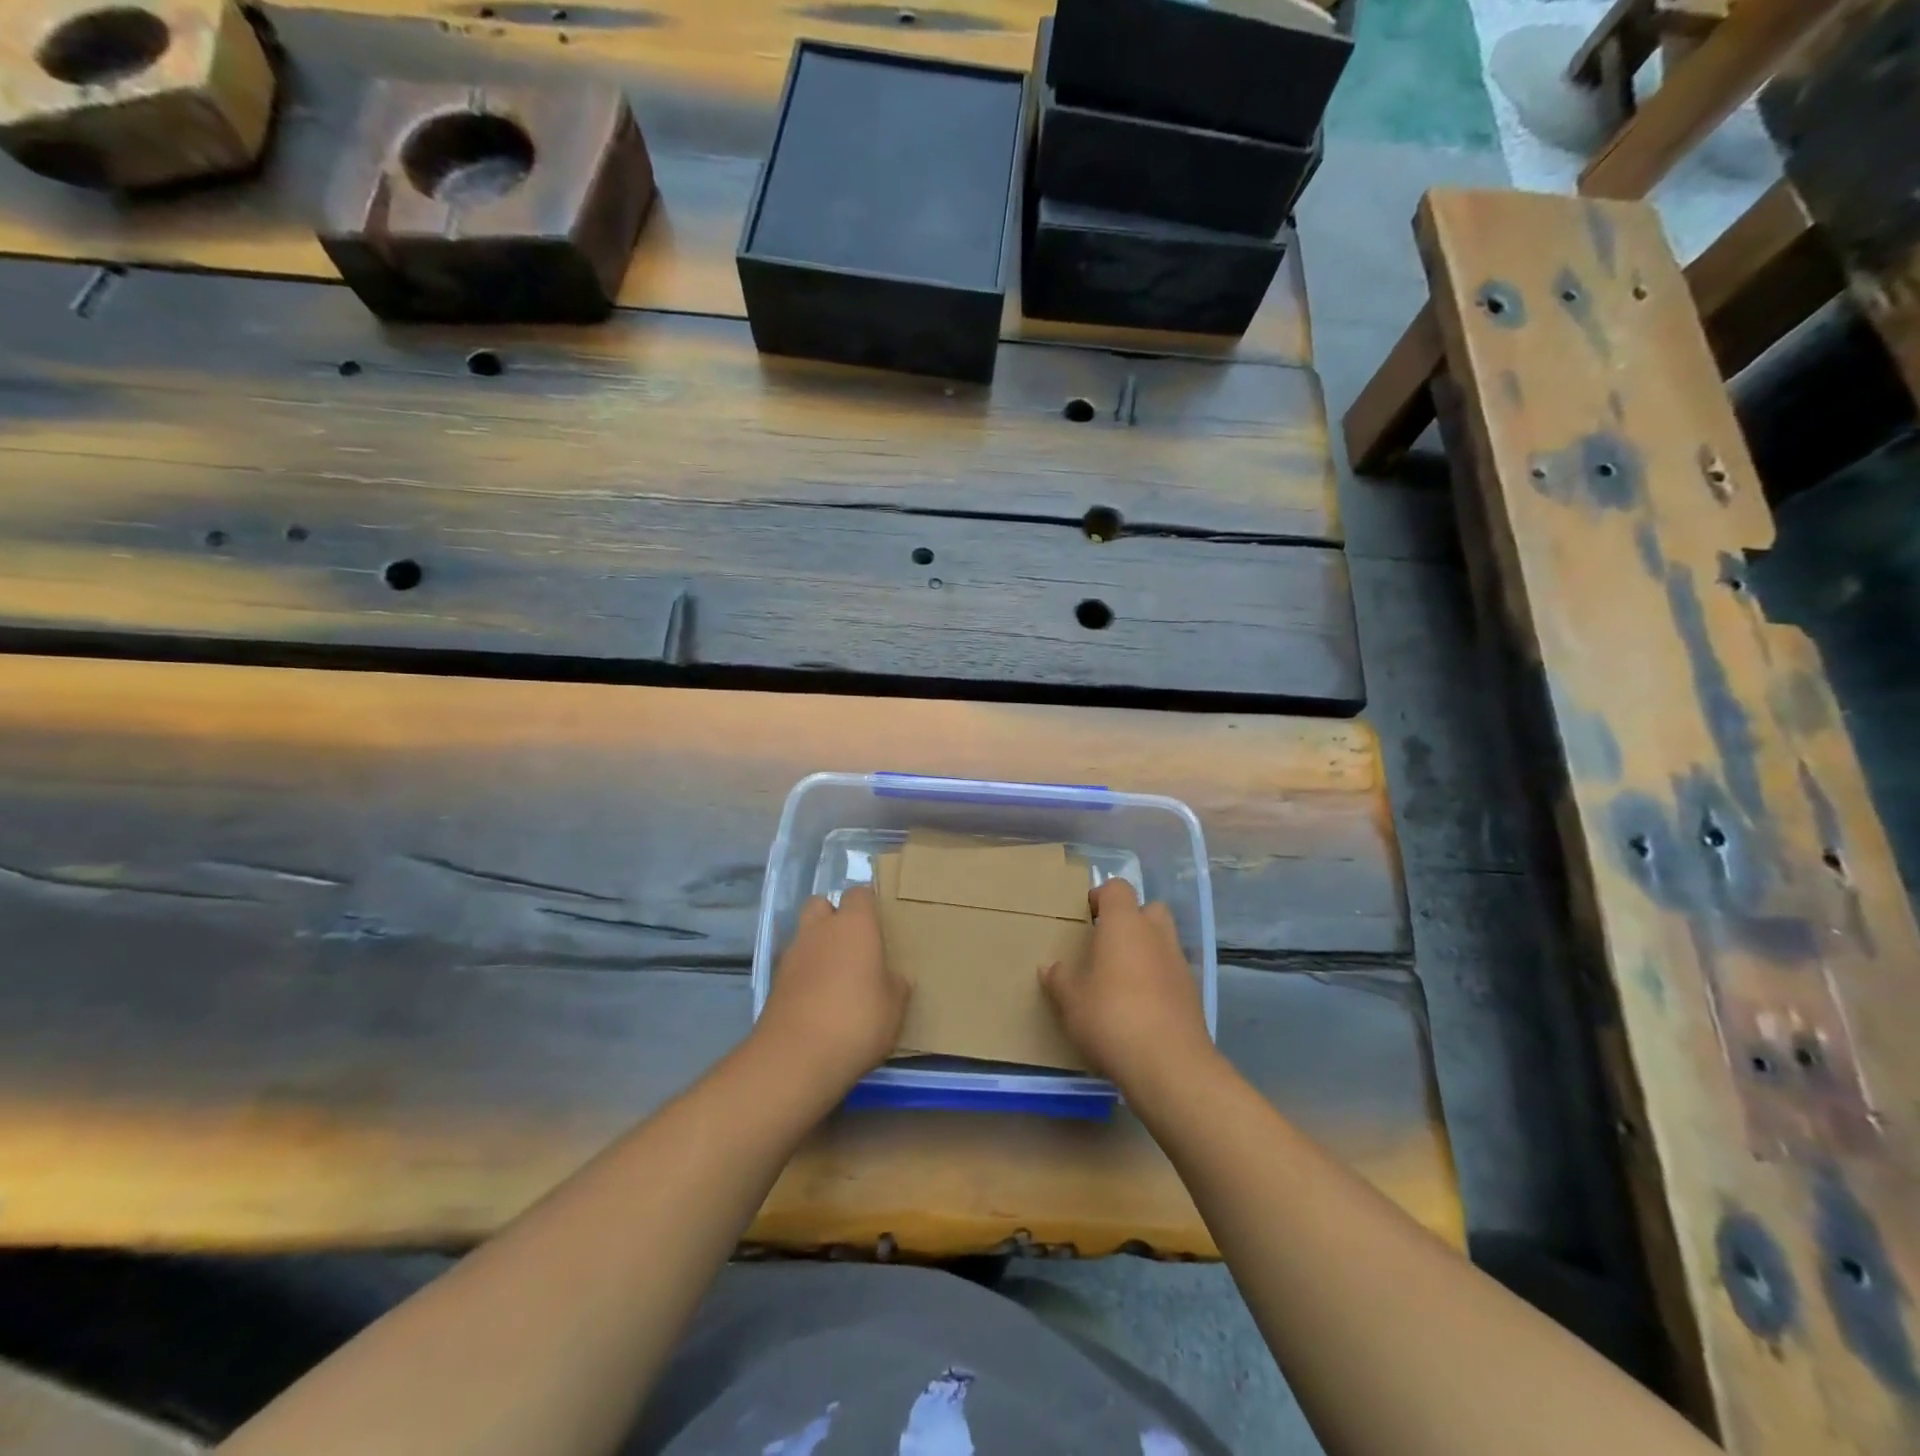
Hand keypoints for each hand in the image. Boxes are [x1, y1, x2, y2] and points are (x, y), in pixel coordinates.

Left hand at [755, 886, 908, 1092]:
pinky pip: (794, 966)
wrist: (797, 1057)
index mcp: (854, 924)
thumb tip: (891, 978)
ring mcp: (792, 954)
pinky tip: (819, 1000)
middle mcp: (820, 929)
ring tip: (837, 977)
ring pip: (805, 935)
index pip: (860, 893)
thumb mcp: (894, 1006)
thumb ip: (894, 983)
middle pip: (822, 904)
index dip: (869, 905)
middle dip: (834, 916)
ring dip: (817, 946)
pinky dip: (805, 974)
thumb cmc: (857, 1020)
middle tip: (854, 944)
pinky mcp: (775, 983)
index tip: (881, 924)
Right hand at [1040, 879, 1213, 1086]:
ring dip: (1146, 950)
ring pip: (1163, 941)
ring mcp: (1179, 963)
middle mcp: (1156, 934)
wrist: (1169, 1063)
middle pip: (1148, 909)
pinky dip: (1158, 979)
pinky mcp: (1192, 993)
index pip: (1117, 888)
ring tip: (1121, 978)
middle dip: (1131, 920)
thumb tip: (1050, 967)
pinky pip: (1172, 972)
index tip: (1086, 917)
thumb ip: (1059, 979)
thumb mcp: (1071, 1000)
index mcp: (1124, 924)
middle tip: (1107, 944)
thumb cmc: (1111, 1017)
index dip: (1101, 897)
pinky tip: (1140, 1006)